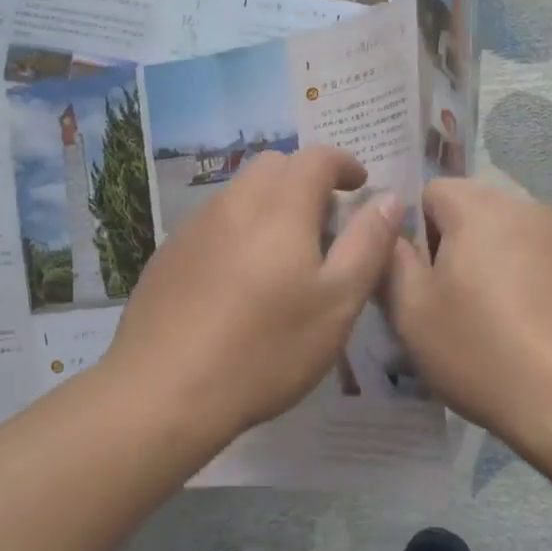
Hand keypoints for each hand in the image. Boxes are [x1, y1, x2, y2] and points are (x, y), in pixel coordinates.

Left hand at [107, 146, 403, 439]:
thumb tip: (388, 199)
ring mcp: (194, 227)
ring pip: (240, 193)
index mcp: (280, 207)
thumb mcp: (337, 303)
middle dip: (305, 180)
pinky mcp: (168, 255)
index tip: (361, 184)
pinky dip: (238, 229)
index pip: (317, 158)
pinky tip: (239, 280)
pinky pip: (213, 222)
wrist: (163, 391)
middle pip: (273, 166)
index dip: (344, 164)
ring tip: (285, 254)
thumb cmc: (266, 348)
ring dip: (270, 204)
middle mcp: (234, 203)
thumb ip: (368, 244)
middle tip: (325, 222)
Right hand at [385, 178, 551, 454]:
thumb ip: (392, 260)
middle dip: (458, 246)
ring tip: (498, 320)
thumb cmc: (481, 352)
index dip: (417, 231)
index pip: (433, 191)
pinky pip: (549, 260)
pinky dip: (535, 281)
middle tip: (453, 303)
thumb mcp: (412, 312)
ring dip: (497, 262)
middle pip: (476, 211)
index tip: (421, 278)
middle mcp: (528, 208)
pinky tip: (537, 330)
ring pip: (514, 236)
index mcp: (479, 209)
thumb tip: (391, 230)